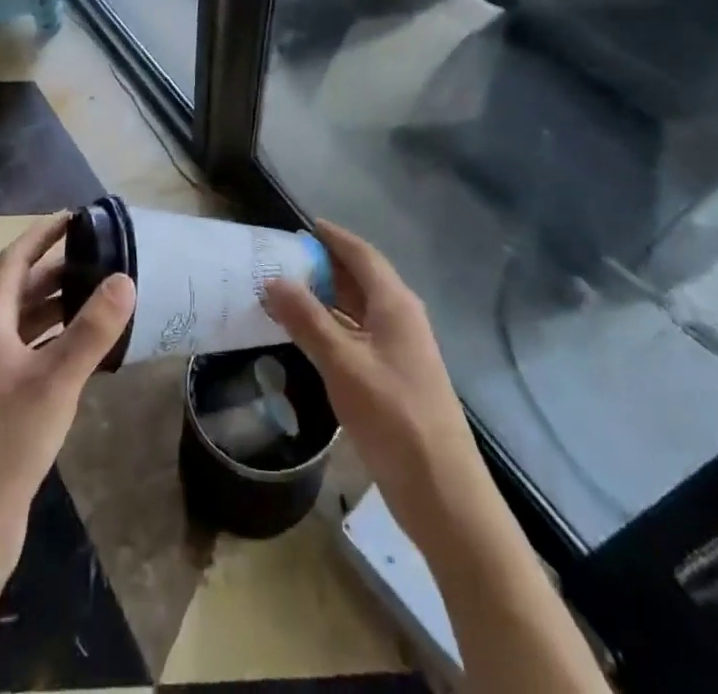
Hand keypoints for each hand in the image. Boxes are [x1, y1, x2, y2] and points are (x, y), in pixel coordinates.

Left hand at [0, 212, 136, 574]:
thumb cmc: (6, 442)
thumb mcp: (55, 380)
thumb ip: (91, 330)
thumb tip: (125, 278)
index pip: (13, 261)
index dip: (41, 235)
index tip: (74, 216)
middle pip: (21, 290)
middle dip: (57, 269)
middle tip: (100, 256)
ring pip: (28, 323)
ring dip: (59, 305)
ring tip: (101, 294)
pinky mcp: (3, 404)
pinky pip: (34, 353)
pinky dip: (58, 340)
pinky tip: (88, 350)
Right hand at [264, 221, 491, 554]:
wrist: (443, 492)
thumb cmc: (394, 417)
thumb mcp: (343, 364)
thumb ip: (307, 320)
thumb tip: (273, 279)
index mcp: (395, 304)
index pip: (361, 254)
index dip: (333, 237)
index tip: (302, 225)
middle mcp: (400, 318)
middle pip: (360, 279)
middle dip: (324, 266)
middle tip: (282, 259)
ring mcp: (399, 350)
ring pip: (358, 310)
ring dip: (326, 299)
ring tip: (286, 292)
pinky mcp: (394, 378)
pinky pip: (358, 336)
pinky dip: (332, 328)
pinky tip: (307, 337)